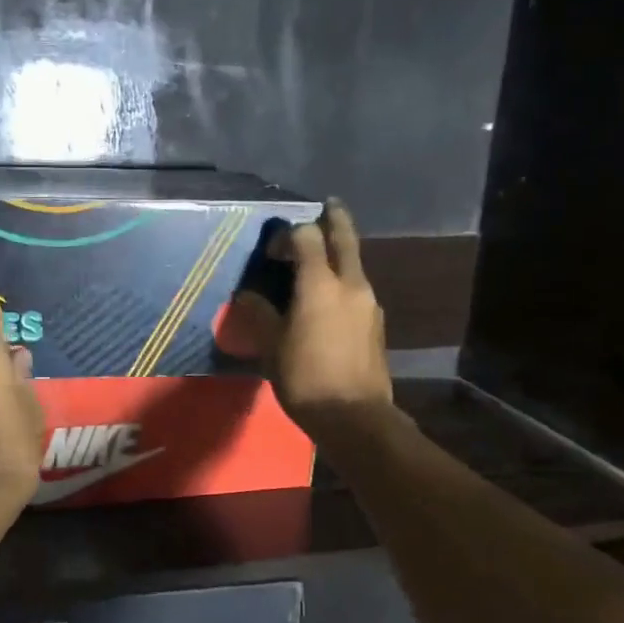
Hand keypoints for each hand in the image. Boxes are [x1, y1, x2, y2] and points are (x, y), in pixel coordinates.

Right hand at [232, 200, 392, 441]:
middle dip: (335, 219)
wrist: (354, 417)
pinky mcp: (376, 324)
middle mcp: (351, 284)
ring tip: (320, 262)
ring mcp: (369, 304)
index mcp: (320, 284)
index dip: (289, 234)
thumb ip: (260, 314)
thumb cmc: (305, 378)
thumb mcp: (272, 346)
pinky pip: (357, 290)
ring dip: (339, 255)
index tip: (273, 251)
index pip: (307, 237)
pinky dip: (344, 283)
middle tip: (328, 206)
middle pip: (345, 238)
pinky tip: (329, 302)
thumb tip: (247, 297)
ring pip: (355, 265)